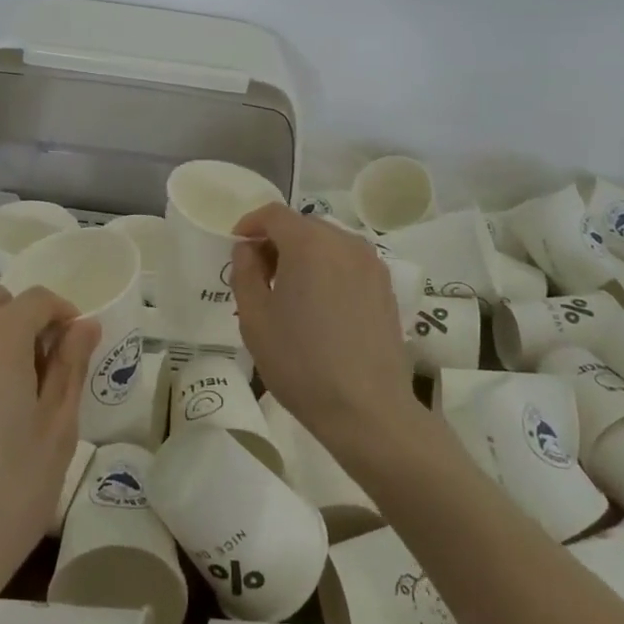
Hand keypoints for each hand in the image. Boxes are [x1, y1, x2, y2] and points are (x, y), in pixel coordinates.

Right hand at [230, 204, 419, 455]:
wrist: (367, 409)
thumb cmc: (301, 362)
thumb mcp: (255, 318)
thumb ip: (245, 272)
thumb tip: (248, 249)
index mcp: (309, 243)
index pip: (274, 214)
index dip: (251, 224)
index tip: (238, 247)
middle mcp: (344, 242)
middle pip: (303, 225)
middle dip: (277, 241)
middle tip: (260, 274)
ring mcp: (370, 263)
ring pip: (328, 243)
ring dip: (304, 255)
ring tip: (291, 292)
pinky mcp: (386, 286)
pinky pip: (348, 262)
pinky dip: (329, 269)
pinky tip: (321, 305)